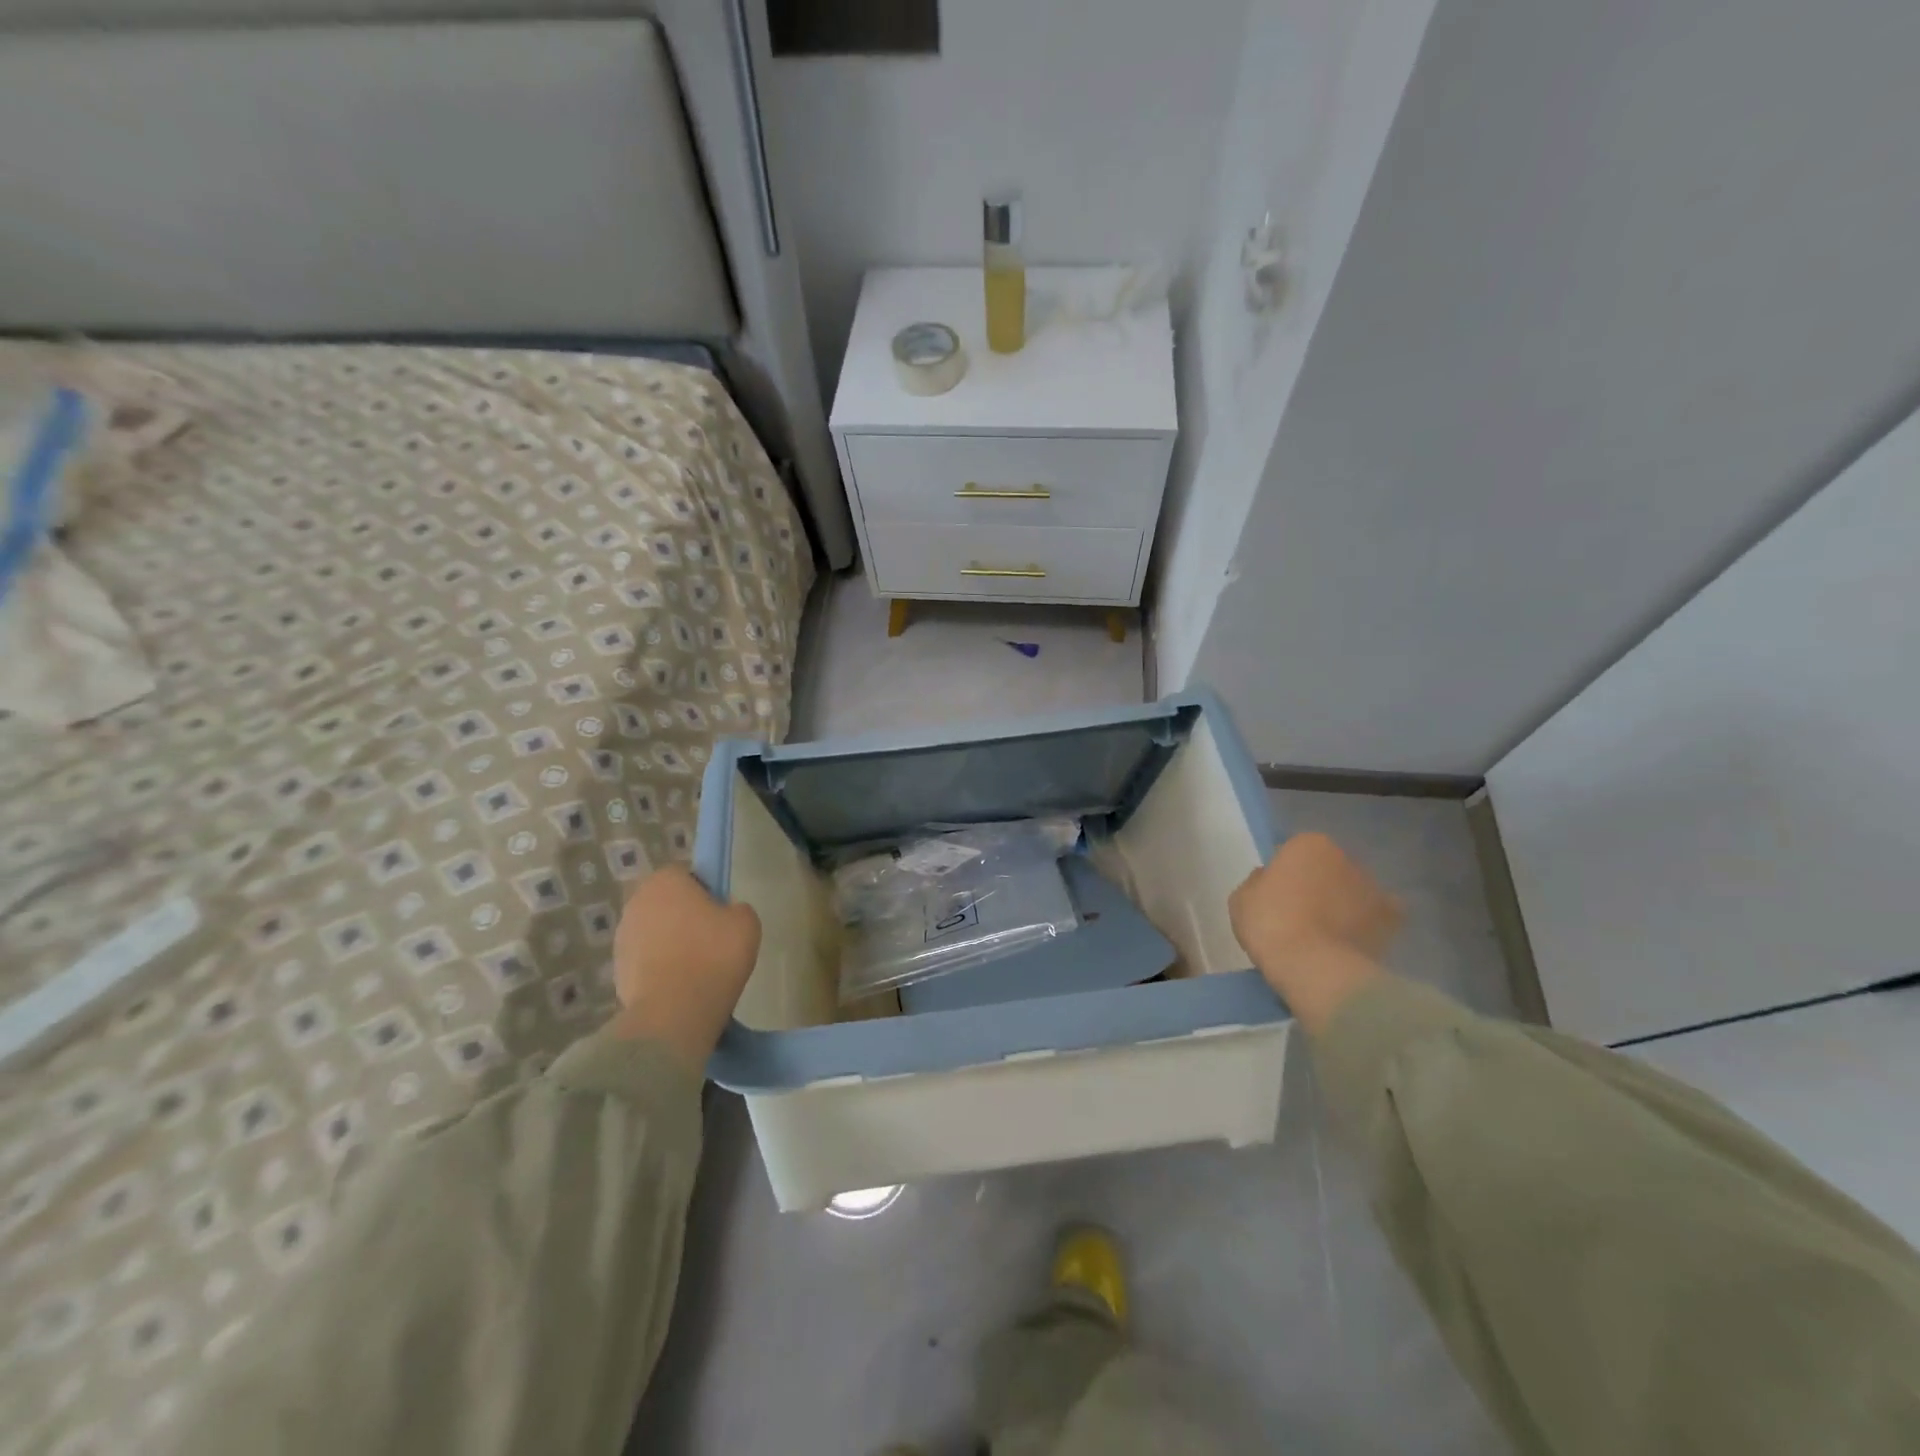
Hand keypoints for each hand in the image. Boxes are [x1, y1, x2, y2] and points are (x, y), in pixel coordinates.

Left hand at [609, 866, 761, 1074]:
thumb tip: (725, 914)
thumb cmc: (713, 956)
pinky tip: (680, 986)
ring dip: (670, 943)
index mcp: (665, 881)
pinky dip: (660, 969)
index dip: (705, 892)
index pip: (686, 875)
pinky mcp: (616, 972)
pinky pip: (645, 961)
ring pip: (654, 932)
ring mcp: (622, 938)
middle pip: (666, 903)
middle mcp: (636, 902)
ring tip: (696, 968)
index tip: (720, 914)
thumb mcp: (746, 922)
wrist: (674, 1013)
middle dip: (684, 917)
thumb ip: (736, 908)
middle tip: (710, 940)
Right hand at [1229, 833, 1401, 1034]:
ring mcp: (1373, 887)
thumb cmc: (1270, 923)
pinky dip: (1369, 923)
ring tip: (1327, 932)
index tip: (1275, 896)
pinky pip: (1379, 916)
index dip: (1283, 874)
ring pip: (1354, 890)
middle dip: (1318, 884)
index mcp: (1308, 844)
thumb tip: (1269, 880)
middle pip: (1327, 868)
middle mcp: (1345, 857)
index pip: (1293, 852)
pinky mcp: (1391, 919)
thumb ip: (1258, 882)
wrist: (1312, 965)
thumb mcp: (1241, 898)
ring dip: (1344, 902)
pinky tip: (1353, 939)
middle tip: (1300, 913)